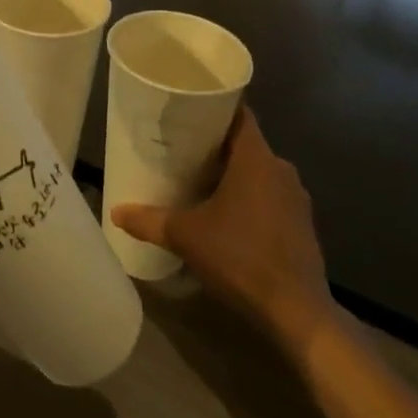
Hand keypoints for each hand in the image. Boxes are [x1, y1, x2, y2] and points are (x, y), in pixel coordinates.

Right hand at [111, 107, 335, 346]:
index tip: (189, 106)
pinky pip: (270, 197)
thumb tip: (116, 212)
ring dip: (233, 174)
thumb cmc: (240, 257)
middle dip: (216, 145)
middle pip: (245, 144)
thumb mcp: (185, 236)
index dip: (215, 106)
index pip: (239, 114)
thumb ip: (149, 220)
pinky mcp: (302, 224)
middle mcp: (280, 169)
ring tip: (199, 180)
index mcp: (256, 158)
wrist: (296, 311)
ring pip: (259, 172)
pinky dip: (249, 198)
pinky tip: (226, 215)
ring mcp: (296, 198)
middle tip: (182, 147)